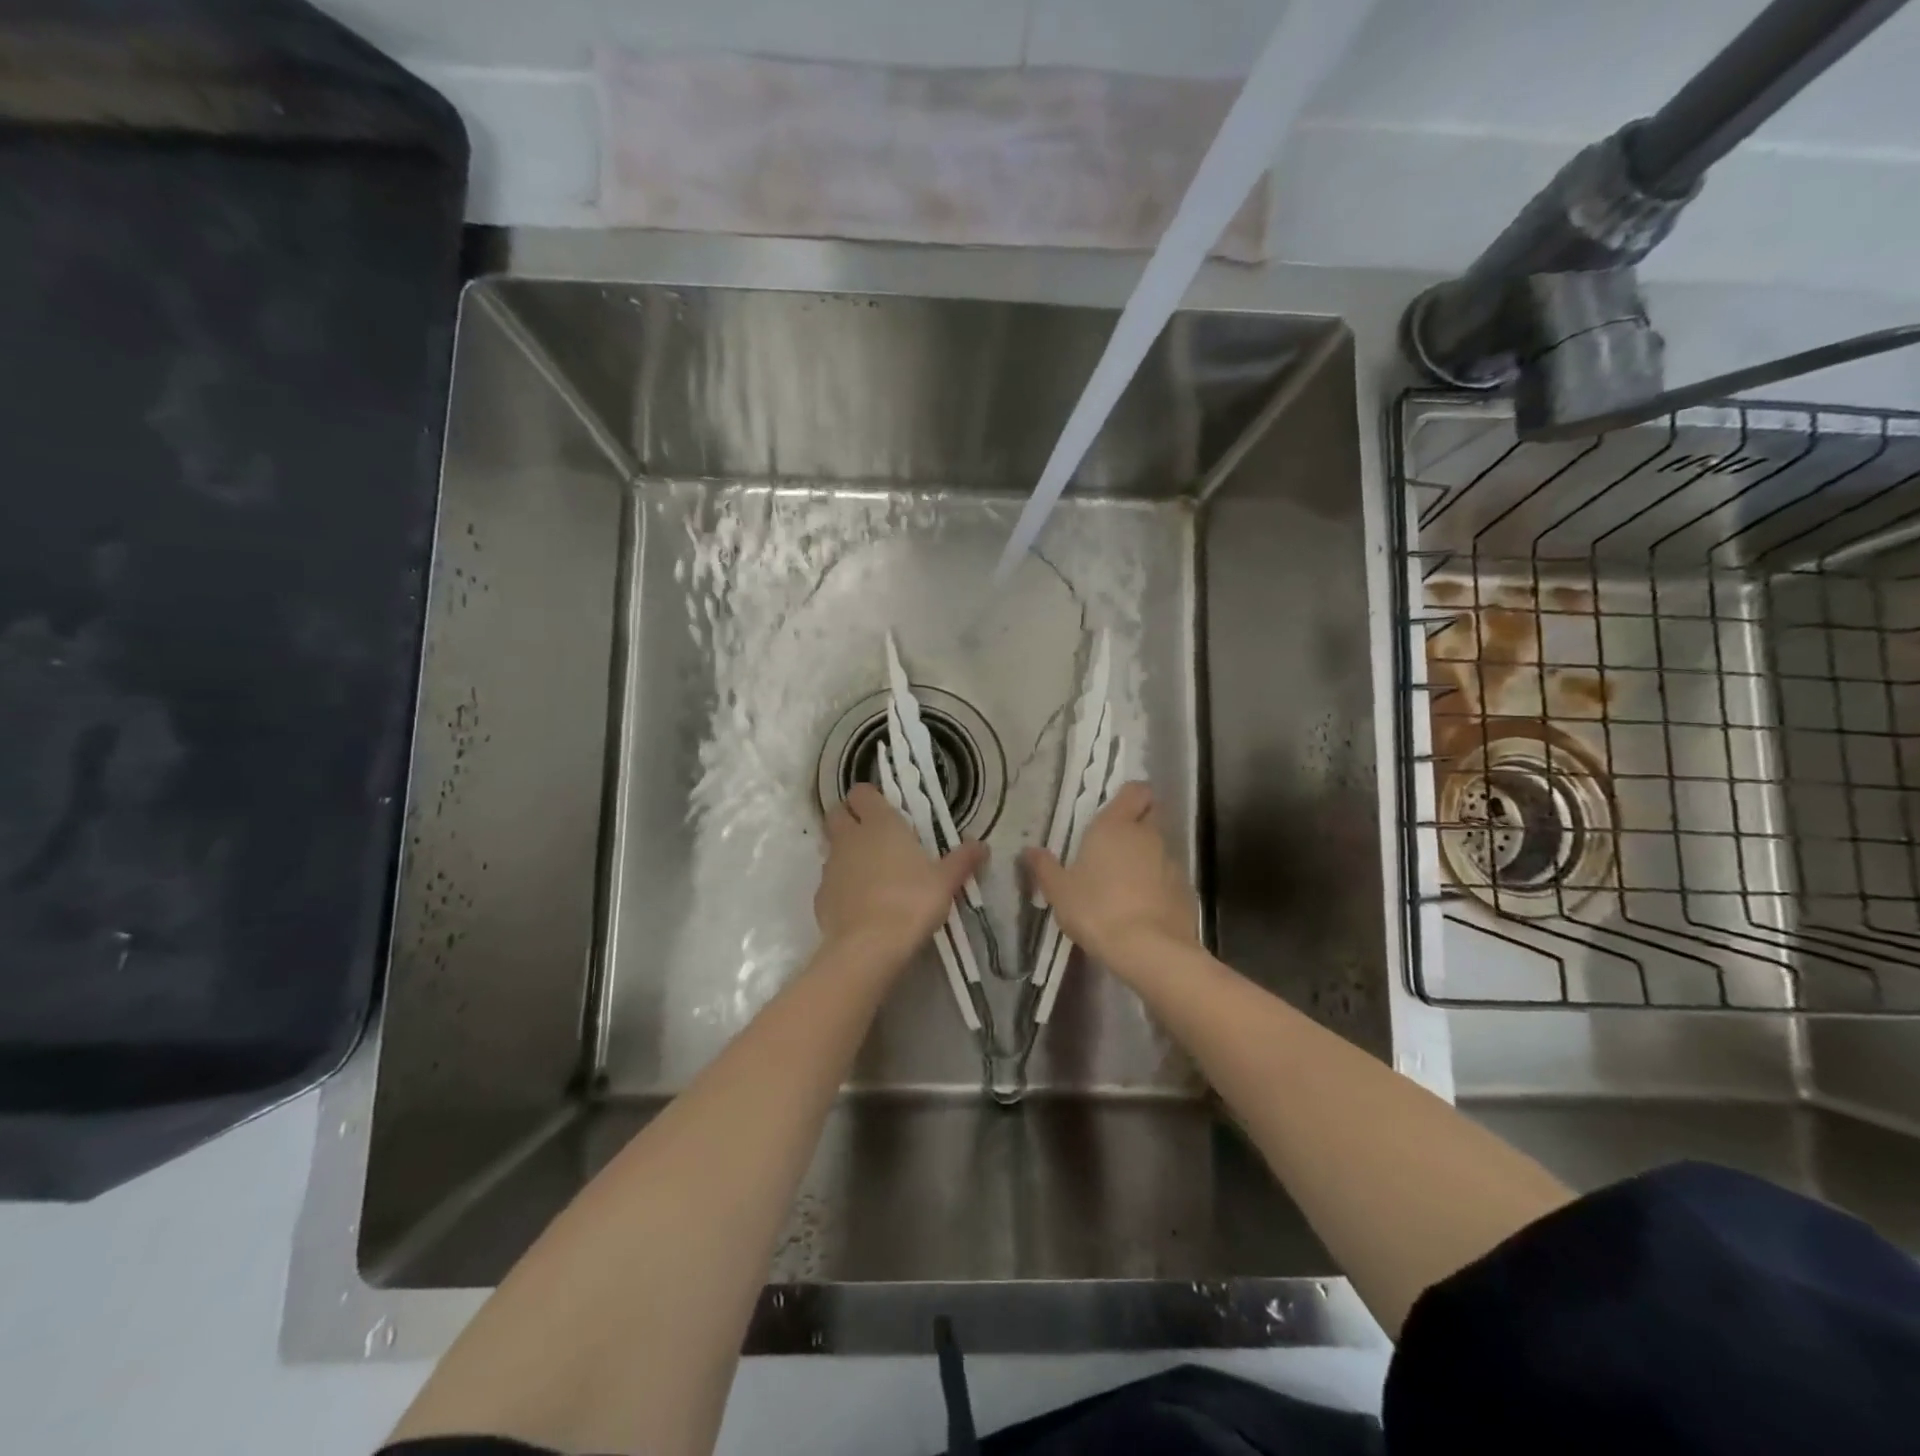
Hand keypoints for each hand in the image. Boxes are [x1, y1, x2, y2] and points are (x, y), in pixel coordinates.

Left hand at [816, 783, 987, 961]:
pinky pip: (830, 881)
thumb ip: (963, 859)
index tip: (886, 810)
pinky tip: (861, 904)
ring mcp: (831, 866)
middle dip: (850, 818)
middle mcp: (850, 838)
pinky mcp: (820, 896)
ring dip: (847, 852)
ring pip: (832, 847)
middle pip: (837, 813)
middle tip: (875, 835)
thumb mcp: (946, 881)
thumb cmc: (912, 901)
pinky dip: (842, 885)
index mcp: (880, 824)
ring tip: (872, 873)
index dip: (870, 798)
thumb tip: (982, 845)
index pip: (862, 792)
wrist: (870, 946)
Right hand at [1024, 782, 1197, 965]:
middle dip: (1138, 823)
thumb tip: (1028, 850)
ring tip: (1125, 881)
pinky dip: (1159, 883)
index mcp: (1115, 826)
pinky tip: (1143, 906)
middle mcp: (1147, 835)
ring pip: (1160, 847)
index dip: (1130, 796)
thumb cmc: (1096, 910)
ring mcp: (1171, 861)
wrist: (1149, 949)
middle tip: (1115, 845)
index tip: (1116, 809)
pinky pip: (1170, 876)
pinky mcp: (1186, 889)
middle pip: (1151, 814)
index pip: (1135, 790)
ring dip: (1147, 856)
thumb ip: (1044, 867)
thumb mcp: (1059, 891)